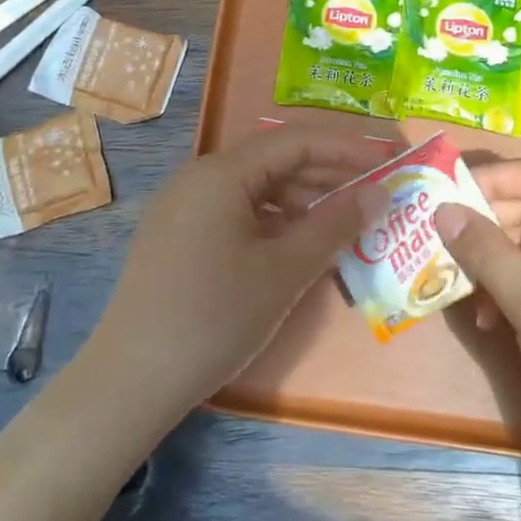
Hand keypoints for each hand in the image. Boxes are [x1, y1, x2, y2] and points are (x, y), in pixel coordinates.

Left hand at [82, 127, 383, 427]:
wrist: (131, 380)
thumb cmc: (215, 317)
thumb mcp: (285, 271)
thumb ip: (335, 225)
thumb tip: (378, 193)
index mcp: (221, 173)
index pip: (296, 141)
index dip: (347, 148)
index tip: (389, 159)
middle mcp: (198, 177)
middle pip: (274, 159)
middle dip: (328, 172)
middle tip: (375, 190)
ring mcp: (183, 205)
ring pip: (255, 187)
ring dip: (302, 199)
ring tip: (344, 221)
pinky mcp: (177, 234)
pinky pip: (235, 211)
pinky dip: (273, 220)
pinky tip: (297, 243)